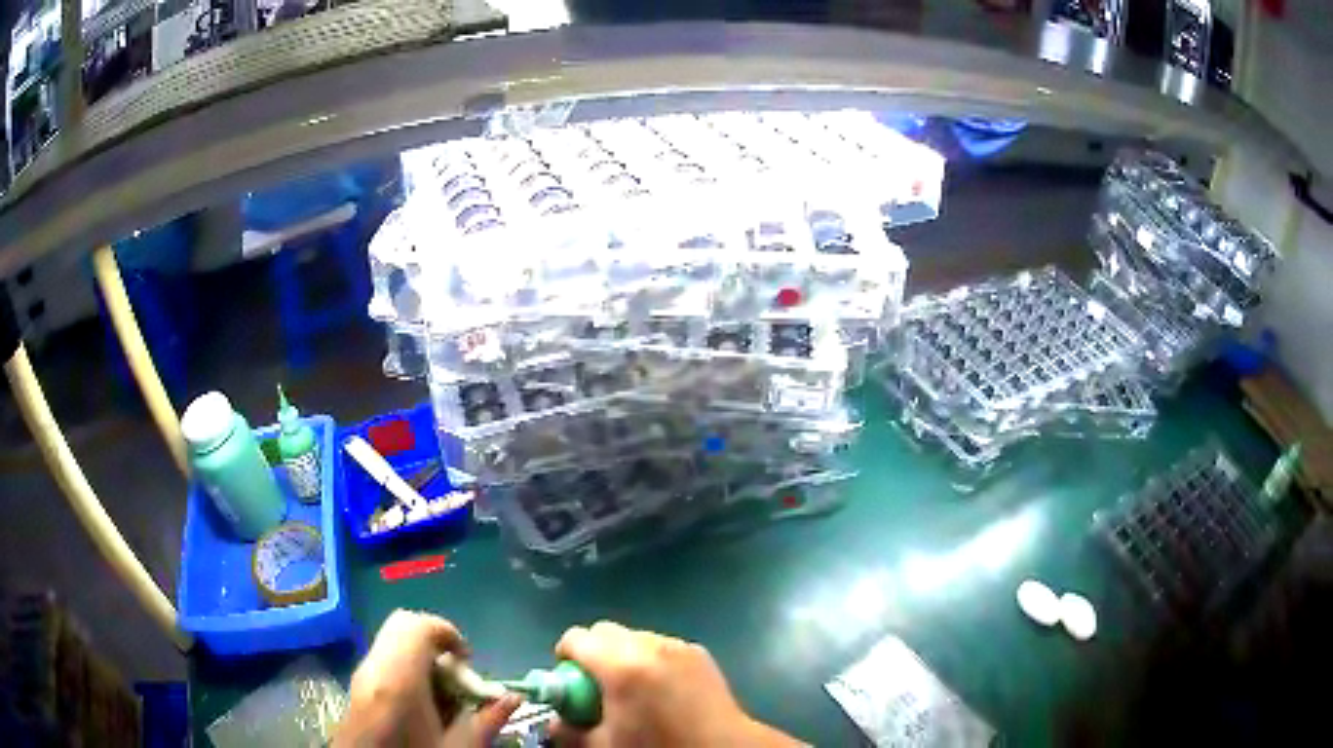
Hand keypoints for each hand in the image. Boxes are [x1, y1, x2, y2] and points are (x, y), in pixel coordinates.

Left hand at [335, 610, 520, 746]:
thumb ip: (486, 722)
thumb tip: (513, 698)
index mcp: (398, 678)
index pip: (417, 625)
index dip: (448, 632)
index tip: (468, 661)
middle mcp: (373, 665)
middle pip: (403, 624)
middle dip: (435, 641)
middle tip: (456, 673)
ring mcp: (361, 673)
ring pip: (393, 640)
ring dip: (422, 655)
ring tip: (441, 691)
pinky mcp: (356, 684)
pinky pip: (384, 657)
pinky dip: (407, 666)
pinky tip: (421, 701)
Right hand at [551, 621, 802, 746]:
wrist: (722, 746)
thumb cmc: (659, 746)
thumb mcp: (605, 746)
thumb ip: (570, 731)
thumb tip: (554, 720)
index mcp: (621, 666)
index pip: (576, 638)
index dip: (565, 655)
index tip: (568, 678)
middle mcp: (649, 645)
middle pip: (605, 631)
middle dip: (593, 652)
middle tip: (596, 684)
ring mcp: (677, 645)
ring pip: (634, 636)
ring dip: (623, 653)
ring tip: (632, 687)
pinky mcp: (698, 651)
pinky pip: (661, 645)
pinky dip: (651, 658)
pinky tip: (661, 688)